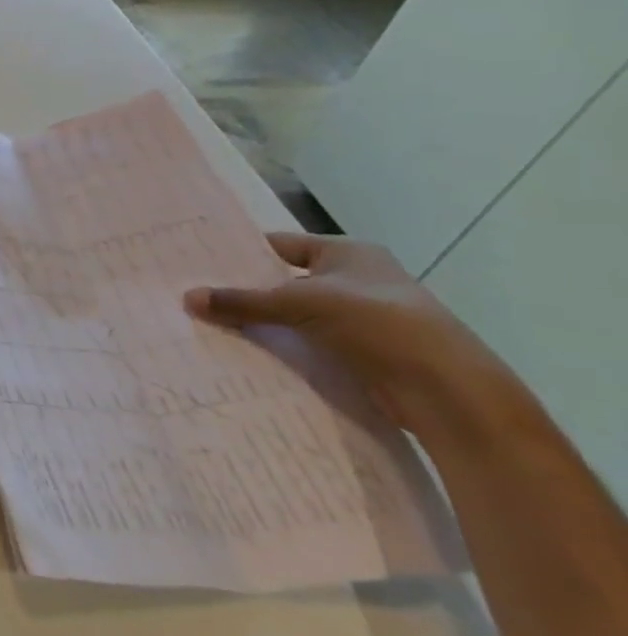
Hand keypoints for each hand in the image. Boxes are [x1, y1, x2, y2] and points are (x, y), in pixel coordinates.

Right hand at [184, 232, 522, 434]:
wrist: (449, 390)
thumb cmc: (377, 323)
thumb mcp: (299, 303)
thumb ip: (242, 301)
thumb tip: (187, 297)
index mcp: (348, 252)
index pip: (280, 244)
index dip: (241, 252)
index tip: (198, 262)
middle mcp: (357, 278)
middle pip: (285, 280)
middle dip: (246, 290)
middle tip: (196, 294)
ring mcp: (364, 317)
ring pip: (297, 314)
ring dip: (264, 322)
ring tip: (212, 325)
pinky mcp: (366, 352)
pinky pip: (311, 342)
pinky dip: (285, 347)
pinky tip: (250, 353)